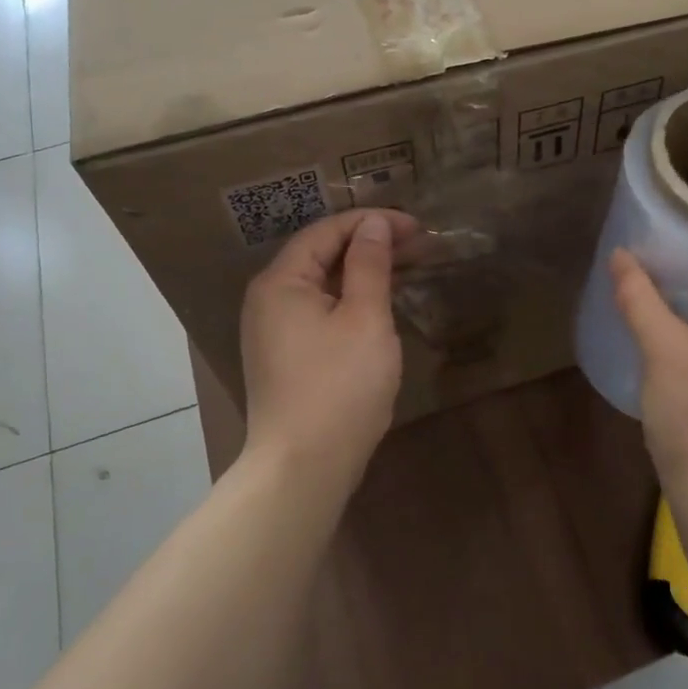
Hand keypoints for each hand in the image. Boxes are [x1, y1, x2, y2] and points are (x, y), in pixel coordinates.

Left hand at [241, 209, 418, 493]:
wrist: (304, 466)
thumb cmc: (339, 386)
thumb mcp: (364, 318)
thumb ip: (369, 265)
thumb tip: (374, 224)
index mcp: (281, 281)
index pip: (326, 231)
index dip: (372, 222)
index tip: (417, 226)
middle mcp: (269, 299)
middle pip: (321, 255)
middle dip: (369, 245)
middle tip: (419, 245)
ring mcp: (273, 331)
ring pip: (322, 285)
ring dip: (362, 272)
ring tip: (406, 268)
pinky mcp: (285, 356)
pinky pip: (319, 311)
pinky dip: (350, 300)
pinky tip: (380, 304)